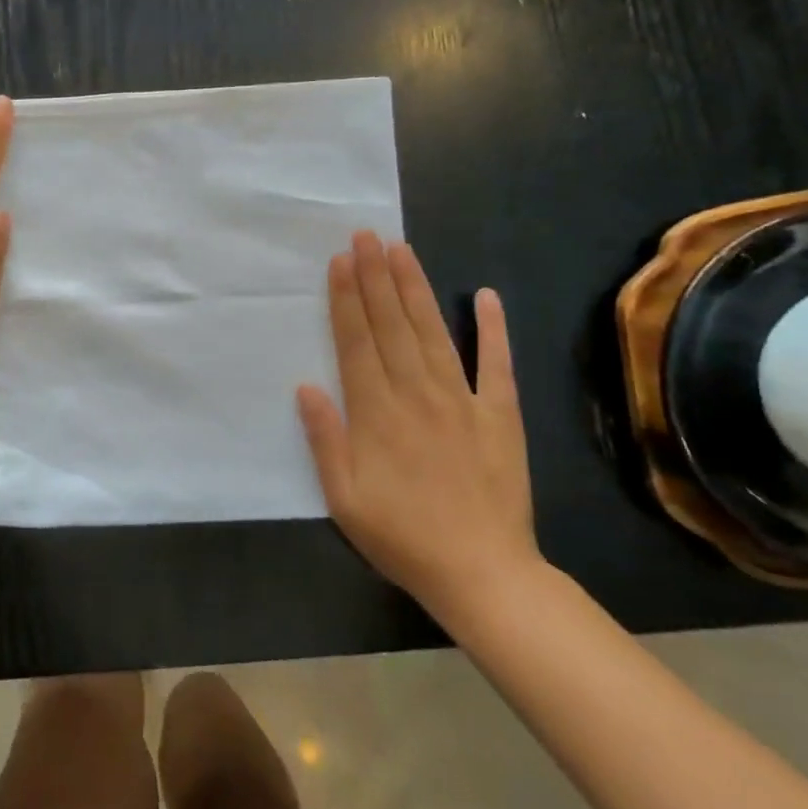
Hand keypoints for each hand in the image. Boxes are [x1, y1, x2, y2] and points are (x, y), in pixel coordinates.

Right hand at [297, 231, 540, 623]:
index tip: (341, 261)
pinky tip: (486, 296)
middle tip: (366, 236)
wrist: (483, 573)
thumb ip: (325, 439)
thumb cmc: (401, 537)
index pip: (357, 342)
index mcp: (376, 412)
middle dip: (376, 277)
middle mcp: (417, 393)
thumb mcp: (343, 498)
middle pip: (392, 325)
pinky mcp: (500, 415)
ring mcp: (463, 400)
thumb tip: (306, 387)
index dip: (347, 299)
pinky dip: (493, 329)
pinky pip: (498, 365)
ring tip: (402, 249)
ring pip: (433, 332)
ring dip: (416, 288)